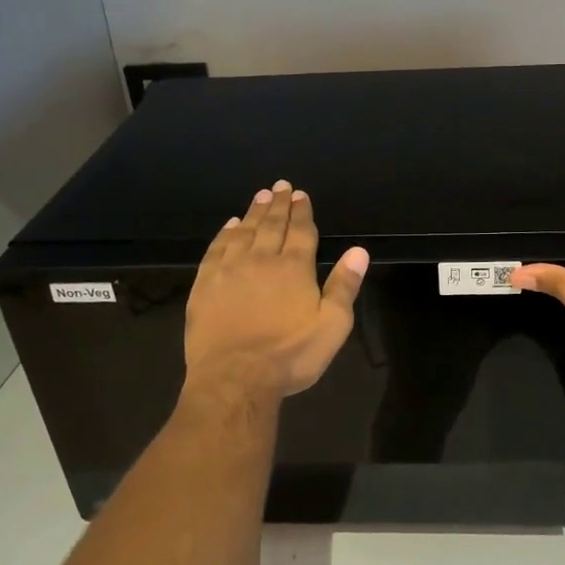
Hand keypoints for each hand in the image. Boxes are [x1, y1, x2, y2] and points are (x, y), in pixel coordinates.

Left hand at [184, 180, 369, 399]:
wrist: (235, 378)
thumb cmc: (290, 355)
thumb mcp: (332, 326)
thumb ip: (344, 286)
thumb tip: (359, 251)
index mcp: (295, 268)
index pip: (301, 231)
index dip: (302, 211)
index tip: (301, 194)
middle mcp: (262, 259)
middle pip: (272, 225)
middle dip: (279, 204)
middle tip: (280, 186)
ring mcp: (230, 270)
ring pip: (244, 232)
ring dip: (254, 212)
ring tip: (260, 196)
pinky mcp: (205, 285)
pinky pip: (217, 249)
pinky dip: (225, 233)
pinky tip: (230, 225)